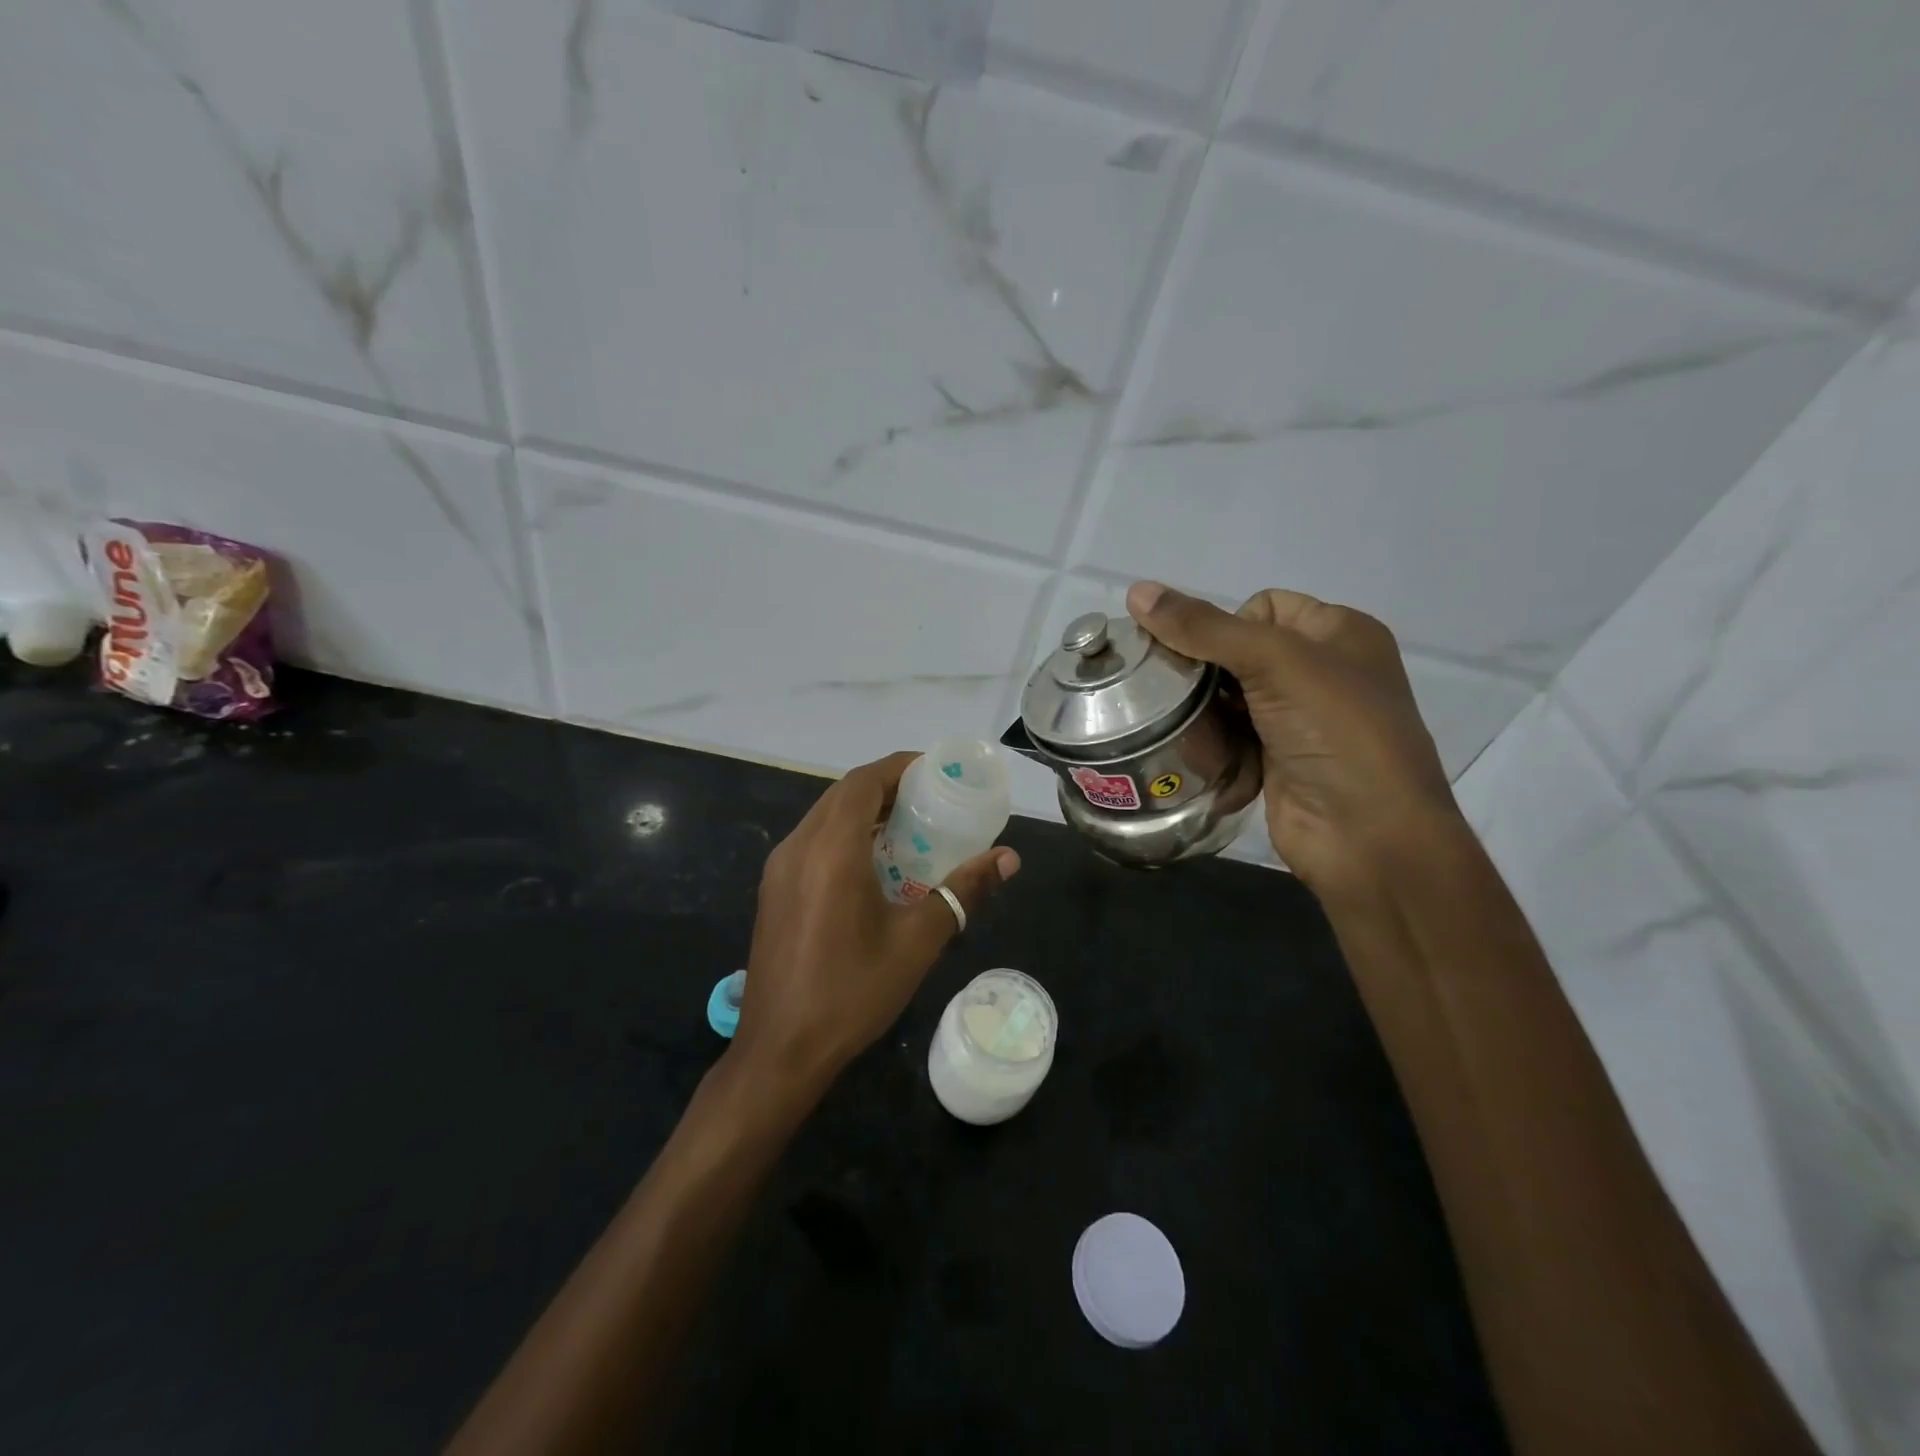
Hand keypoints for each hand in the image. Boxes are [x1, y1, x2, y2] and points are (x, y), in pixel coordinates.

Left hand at [734, 751, 1019, 1090]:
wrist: (781, 1050)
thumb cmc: (852, 992)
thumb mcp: (917, 941)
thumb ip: (963, 891)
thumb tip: (1009, 858)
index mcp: (830, 850)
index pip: (863, 782)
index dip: (899, 767)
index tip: (935, 771)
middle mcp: (798, 847)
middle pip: (843, 794)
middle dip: (886, 787)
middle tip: (930, 798)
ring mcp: (779, 869)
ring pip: (824, 816)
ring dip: (864, 810)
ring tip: (909, 826)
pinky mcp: (774, 890)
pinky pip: (812, 841)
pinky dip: (845, 834)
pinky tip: (873, 863)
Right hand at [1126, 582, 1459, 894]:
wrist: (1368, 835)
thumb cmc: (1336, 732)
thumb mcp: (1276, 662)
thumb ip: (1204, 628)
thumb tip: (1137, 590)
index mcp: (1340, 633)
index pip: (1264, 606)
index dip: (1226, 624)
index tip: (1205, 657)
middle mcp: (1323, 672)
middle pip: (1241, 653)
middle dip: (1205, 670)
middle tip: (1170, 690)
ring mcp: (1301, 721)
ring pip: (1231, 699)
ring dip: (1204, 711)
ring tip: (1173, 723)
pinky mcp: (1279, 761)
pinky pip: (1232, 738)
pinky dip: (1214, 745)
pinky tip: (1196, 754)